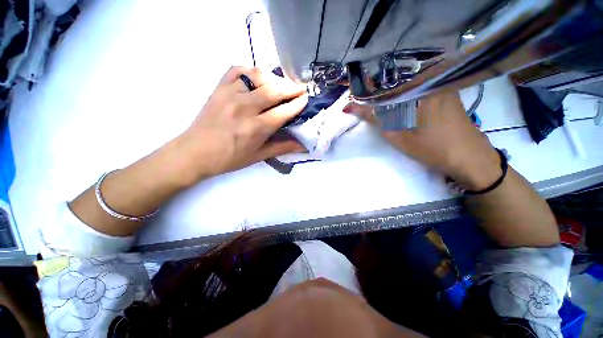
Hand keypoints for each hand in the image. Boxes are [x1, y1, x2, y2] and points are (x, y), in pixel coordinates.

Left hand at [174, 66, 308, 181]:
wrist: (195, 152)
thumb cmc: (230, 158)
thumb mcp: (258, 156)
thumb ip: (282, 147)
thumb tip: (303, 146)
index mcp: (256, 128)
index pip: (283, 111)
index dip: (297, 104)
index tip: (306, 98)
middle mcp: (245, 108)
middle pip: (274, 91)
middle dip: (291, 88)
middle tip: (301, 88)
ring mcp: (230, 94)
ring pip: (258, 76)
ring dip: (274, 78)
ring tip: (281, 85)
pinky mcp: (219, 87)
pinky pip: (238, 70)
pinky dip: (251, 71)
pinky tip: (258, 79)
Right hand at [345, 91, 500, 190]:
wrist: (468, 157)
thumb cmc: (432, 148)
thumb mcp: (397, 135)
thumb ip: (374, 118)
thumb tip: (351, 107)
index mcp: (418, 89)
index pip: (382, 87)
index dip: (365, 95)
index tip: (351, 102)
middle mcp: (431, 80)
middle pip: (394, 81)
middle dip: (375, 93)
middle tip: (362, 103)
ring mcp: (440, 84)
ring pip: (405, 84)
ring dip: (388, 94)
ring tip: (376, 104)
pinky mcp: (445, 91)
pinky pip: (417, 88)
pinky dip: (403, 96)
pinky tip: (397, 105)